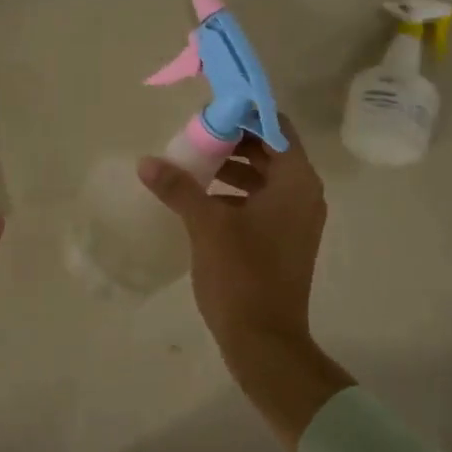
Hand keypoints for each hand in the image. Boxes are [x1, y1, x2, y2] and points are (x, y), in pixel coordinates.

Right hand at [137, 115, 325, 357]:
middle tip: (195, 135)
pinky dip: (236, 193)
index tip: (210, 110)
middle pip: (269, 149)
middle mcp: (304, 194)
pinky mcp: (284, 239)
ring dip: (232, 166)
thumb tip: (147, 161)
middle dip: (233, 140)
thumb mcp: (207, 226)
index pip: (274, 126)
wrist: (265, 340)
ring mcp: (296, 219)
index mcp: (296, 181)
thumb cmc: (242, 276)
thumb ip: (178, 188)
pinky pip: (262, 201)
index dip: (244, 113)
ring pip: (264, 176)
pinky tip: (202, 198)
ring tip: (193, 164)